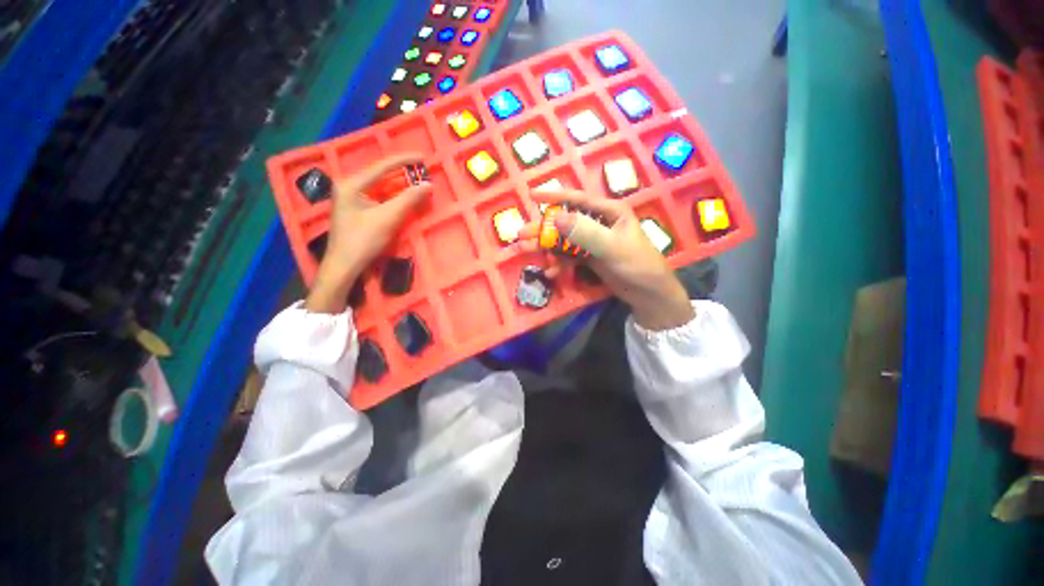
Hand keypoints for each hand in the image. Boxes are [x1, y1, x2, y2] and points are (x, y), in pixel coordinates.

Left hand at [306, 153, 431, 313]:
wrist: (344, 265)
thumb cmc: (363, 241)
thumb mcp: (388, 219)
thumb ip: (408, 200)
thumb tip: (428, 185)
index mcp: (352, 184)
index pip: (382, 166)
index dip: (404, 160)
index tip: (423, 157)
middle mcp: (349, 186)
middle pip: (380, 174)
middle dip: (402, 172)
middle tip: (422, 170)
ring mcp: (351, 198)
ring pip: (380, 186)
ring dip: (399, 185)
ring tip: (417, 181)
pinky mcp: (356, 209)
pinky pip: (378, 196)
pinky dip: (393, 196)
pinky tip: (404, 197)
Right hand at [518, 188, 694, 330]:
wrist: (649, 295)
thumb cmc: (637, 265)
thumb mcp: (611, 247)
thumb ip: (585, 232)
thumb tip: (556, 218)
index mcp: (609, 212)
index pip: (578, 199)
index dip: (554, 196)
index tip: (531, 195)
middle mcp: (600, 223)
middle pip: (566, 222)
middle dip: (544, 229)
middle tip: (522, 236)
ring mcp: (594, 241)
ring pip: (565, 240)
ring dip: (548, 248)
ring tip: (529, 254)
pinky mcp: (591, 257)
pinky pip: (570, 256)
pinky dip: (560, 263)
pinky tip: (552, 272)